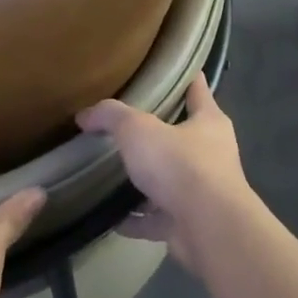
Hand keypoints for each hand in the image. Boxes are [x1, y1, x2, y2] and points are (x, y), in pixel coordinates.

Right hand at [76, 73, 255, 264]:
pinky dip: (136, 220)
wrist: (208, 228)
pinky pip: (157, 219)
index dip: (186, 77)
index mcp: (209, 122)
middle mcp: (212, 154)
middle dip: (158, 133)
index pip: (198, 89)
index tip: (169, 69)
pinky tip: (111, 218)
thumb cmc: (180, 166)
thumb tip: (85, 115)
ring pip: (170, 181)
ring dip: (146, 181)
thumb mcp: (139, 130)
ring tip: (113, 174)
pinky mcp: (189, 223)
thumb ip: (111, 117)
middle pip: (183, 136)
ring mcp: (202, 192)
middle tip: (125, 126)